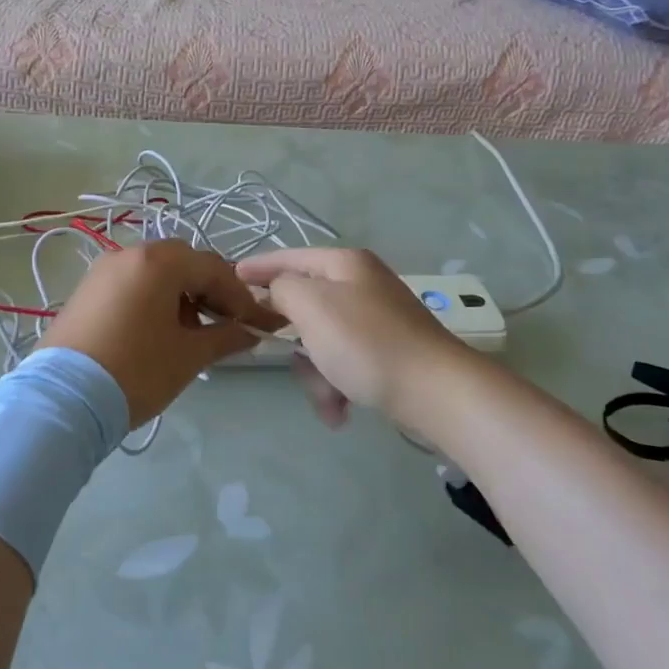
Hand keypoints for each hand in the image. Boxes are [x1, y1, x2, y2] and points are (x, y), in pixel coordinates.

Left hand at [39, 241, 279, 426]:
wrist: (63, 399)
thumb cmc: (136, 371)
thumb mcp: (188, 356)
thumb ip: (225, 337)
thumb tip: (251, 332)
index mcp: (158, 261)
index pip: (213, 268)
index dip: (240, 296)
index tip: (256, 324)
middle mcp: (129, 254)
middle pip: (184, 262)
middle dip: (210, 290)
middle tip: (226, 323)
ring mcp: (103, 270)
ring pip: (156, 272)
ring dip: (182, 294)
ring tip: (193, 332)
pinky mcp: (87, 290)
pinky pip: (132, 283)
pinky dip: (154, 298)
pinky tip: (160, 330)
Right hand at [236, 248, 481, 431]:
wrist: (437, 392)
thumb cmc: (366, 343)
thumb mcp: (311, 306)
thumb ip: (282, 288)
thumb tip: (276, 290)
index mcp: (345, 264)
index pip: (289, 257)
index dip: (258, 267)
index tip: (231, 278)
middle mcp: (362, 284)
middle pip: (305, 306)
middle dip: (294, 341)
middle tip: (286, 359)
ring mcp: (377, 319)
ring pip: (322, 341)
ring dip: (316, 374)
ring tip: (329, 402)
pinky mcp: (387, 352)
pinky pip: (345, 363)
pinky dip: (338, 386)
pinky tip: (341, 411)